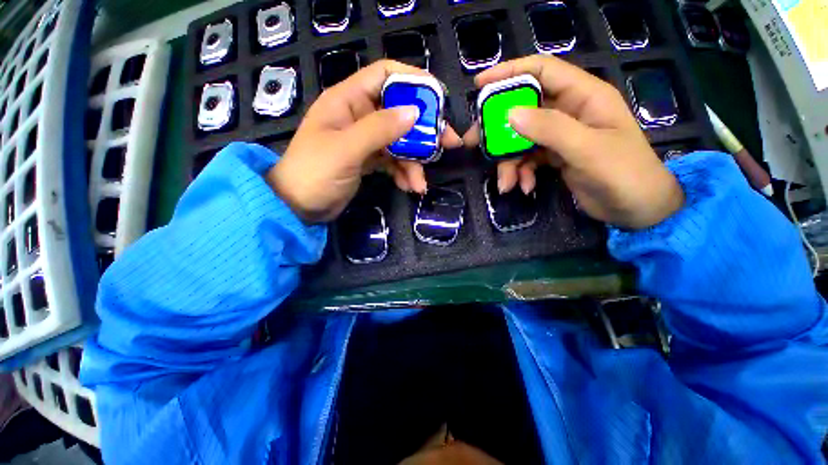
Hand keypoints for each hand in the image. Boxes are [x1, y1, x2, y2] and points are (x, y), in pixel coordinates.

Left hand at [267, 60, 461, 222]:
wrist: (299, 208)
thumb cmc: (315, 173)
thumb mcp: (346, 149)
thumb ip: (379, 129)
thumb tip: (414, 112)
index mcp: (348, 100)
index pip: (385, 75)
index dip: (413, 81)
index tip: (438, 100)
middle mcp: (359, 116)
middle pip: (400, 112)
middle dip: (424, 130)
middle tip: (449, 144)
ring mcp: (365, 140)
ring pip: (400, 142)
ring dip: (414, 162)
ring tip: (420, 184)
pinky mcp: (369, 160)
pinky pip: (393, 161)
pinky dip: (403, 173)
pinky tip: (409, 187)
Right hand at [464, 56, 683, 228]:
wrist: (636, 209)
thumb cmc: (623, 174)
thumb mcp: (587, 149)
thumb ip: (549, 129)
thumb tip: (510, 114)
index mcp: (583, 96)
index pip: (542, 71)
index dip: (510, 73)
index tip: (480, 85)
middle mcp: (569, 112)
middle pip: (523, 109)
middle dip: (498, 128)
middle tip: (475, 142)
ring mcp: (560, 136)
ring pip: (521, 140)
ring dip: (509, 162)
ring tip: (506, 184)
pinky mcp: (554, 157)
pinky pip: (527, 159)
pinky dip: (521, 173)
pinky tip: (525, 187)